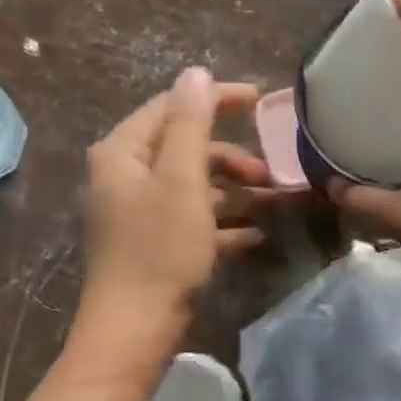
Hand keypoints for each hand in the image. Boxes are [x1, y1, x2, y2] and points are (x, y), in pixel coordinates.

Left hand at [82, 69, 268, 321]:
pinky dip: (225, 225)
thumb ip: (190, 123)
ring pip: (195, 189)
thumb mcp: (181, 179)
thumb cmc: (160, 248)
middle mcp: (127, 177)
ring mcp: (140, 214)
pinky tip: (257, 236)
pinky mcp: (155, 245)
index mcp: (124, 153)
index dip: (216, 99)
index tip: (261, 100)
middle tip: (272, 172)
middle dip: (233, 159)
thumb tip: (195, 72)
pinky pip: (195, 222)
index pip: (172, 107)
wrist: (136, 328)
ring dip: (236, 194)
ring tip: (276, 205)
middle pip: (186, 150)